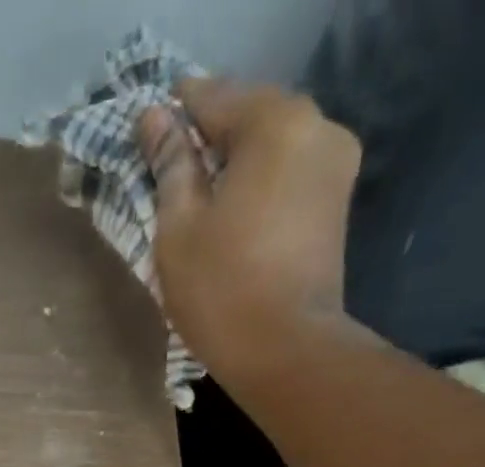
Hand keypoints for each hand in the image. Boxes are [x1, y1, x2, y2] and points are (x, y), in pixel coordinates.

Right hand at [136, 79, 363, 383]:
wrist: (286, 352)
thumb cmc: (222, 291)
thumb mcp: (178, 228)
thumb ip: (169, 165)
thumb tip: (155, 118)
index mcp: (275, 121)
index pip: (212, 97)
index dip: (174, 116)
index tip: (147, 142)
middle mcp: (317, 127)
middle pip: (248, 118)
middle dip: (208, 143)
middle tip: (170, 179)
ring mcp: (335, 167)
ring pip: (271, 150)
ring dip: (235, 169)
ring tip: (199, 206)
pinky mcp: (337, 206)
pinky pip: (288, 179)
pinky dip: (258, 189)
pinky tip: (232, 221)